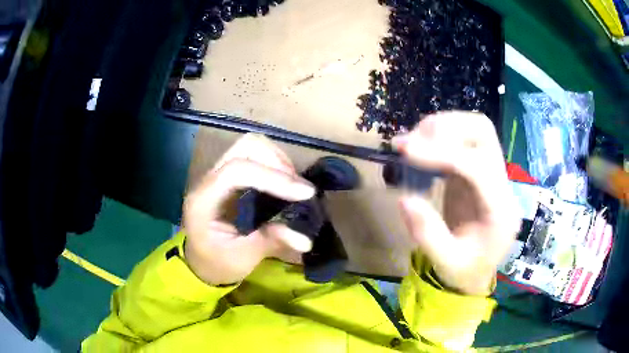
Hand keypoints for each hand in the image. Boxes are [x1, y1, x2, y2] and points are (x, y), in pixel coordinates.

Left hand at [183, 134, 314, 285]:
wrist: (201, 262)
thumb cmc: (217, 263)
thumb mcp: (242, 258)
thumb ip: (269, 242)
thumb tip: (305, 239)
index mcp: (204, 200)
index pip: (237, 171)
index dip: (273, 177)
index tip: (304, 193)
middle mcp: (209, 180)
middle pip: (244, 147)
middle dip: (277, 162)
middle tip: (297, 189)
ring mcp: (218, 174)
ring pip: (250, 146)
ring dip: (277, 160)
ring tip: (293, 186)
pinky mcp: (229, 177)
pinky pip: (254, 156)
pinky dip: (274, 164)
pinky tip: (284, 184)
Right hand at [394, 112, 519, 295]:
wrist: (477, 271)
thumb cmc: (465, 272)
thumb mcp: (446, 263)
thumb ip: (428, 234)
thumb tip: (404, 198)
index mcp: (500, 210)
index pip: (477, 167)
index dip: (442, 153)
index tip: (405, 150)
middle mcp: (501, 184)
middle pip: (483, 133)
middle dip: (446, 128)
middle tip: (411, 141)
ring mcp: (491, 174)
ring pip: (474, 129)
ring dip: (442, 127)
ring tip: (412, 143)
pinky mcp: (477, 172)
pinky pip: (462, 141)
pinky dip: (439, 137)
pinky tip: (420, 150)